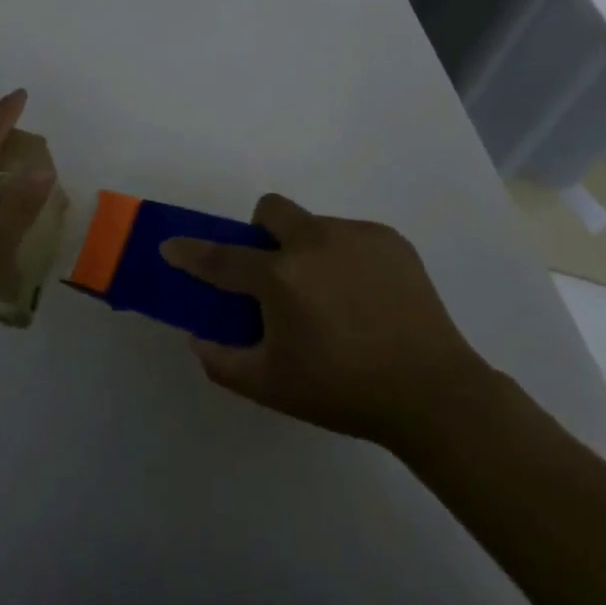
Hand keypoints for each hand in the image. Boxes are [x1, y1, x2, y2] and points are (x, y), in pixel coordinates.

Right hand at [160, 194, 490, 447]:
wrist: (434, 393)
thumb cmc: (343, 392)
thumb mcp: (272, 387)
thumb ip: (222, 362)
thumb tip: (197, 338)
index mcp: (281, 277)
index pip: (222, 257)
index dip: (191, 252)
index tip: (171, 246)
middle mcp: (313, 242)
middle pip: (271, 210)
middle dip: (261, 231)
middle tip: (275, 273)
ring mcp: (355, 236)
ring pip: (314, 226)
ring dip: (308, 251)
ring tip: (333, 299)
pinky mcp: (390, 239)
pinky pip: (351, 237)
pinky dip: (346, 258)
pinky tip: (366, 298)